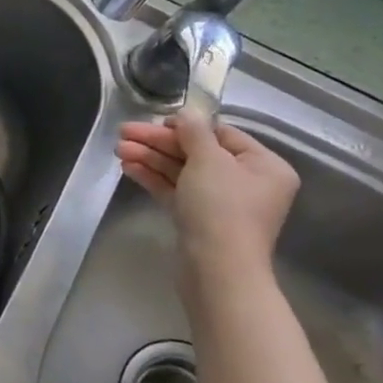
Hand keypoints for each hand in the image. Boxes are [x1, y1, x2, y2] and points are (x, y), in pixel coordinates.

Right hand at [116, 110, 299, 279]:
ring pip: (182, 171)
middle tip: (123, 133)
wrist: (217, 269)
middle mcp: (247, 183)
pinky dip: (153, 177)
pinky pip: (175, 190)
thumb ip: (194, 131)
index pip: (222, 134)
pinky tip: (128, 167)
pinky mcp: (199, 219)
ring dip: (150, 158)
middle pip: (197, 152)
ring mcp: (221, 203)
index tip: (155, 121)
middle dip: (158, 142)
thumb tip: (187, 113)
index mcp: (264, 166)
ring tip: (118, 150)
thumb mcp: (208, 160)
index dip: (187, 126)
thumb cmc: (221, 208)